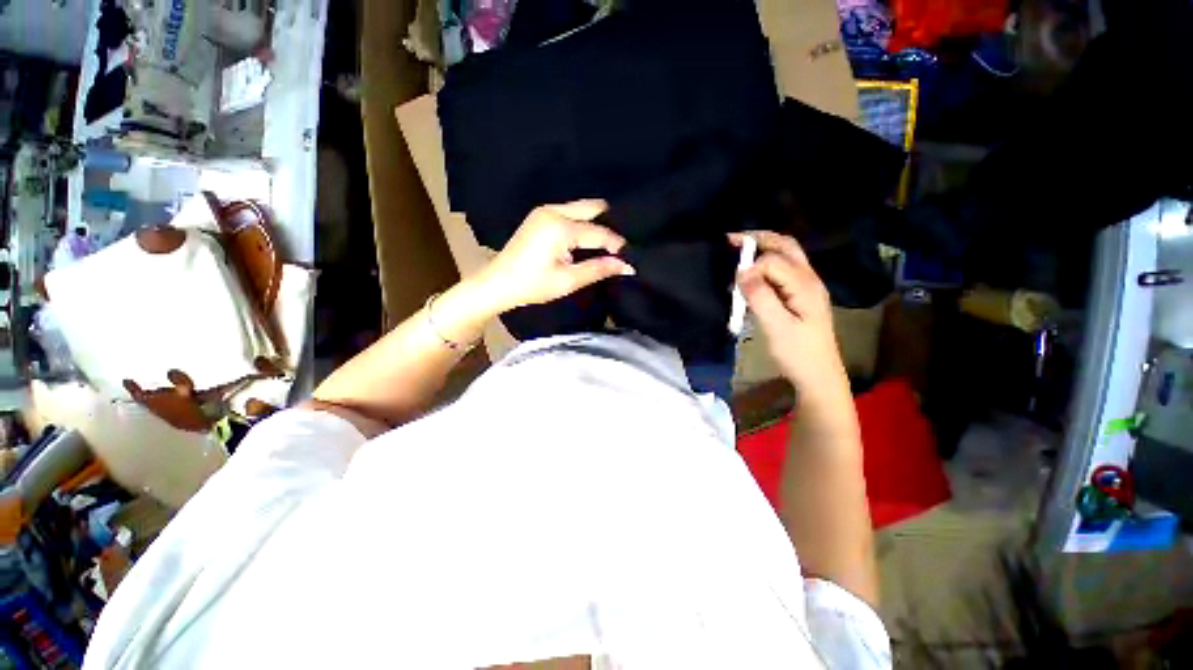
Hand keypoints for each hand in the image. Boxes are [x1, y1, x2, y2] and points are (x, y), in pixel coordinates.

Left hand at [473, 200, 634, 313]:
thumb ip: (599, 269)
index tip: (631, 257)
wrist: (498, 283)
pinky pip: (570, 212)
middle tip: (620, 245)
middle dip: (610, 224)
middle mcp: (553, 210)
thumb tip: (627, 266)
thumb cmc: (532, 285)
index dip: (617, 245)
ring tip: (607, 244)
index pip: (599, 232)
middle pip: (593, 207)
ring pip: (582, 208)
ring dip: (596, 222)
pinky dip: (583, 222)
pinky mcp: (540, 215)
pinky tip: (588, 239)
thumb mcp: (568, 280)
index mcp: (560, 227)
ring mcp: (545, 210)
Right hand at [731, 231, 846, 394]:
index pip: (773, 261)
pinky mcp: (801, 296)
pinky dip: (765, 265)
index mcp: (805, 285)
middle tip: (731, 241)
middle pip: (785, 246)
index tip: (734, 285)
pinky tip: (752, 276)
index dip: (751, 268)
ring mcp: (807, 287)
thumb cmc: (797, 354)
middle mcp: (809, 279)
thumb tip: (742, 271)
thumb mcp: (776, 327)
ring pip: (786, 256)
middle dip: (758, 239)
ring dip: (762, 250)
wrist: (818, 375)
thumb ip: (760, 297)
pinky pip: (783, 270)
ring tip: (738, 253)